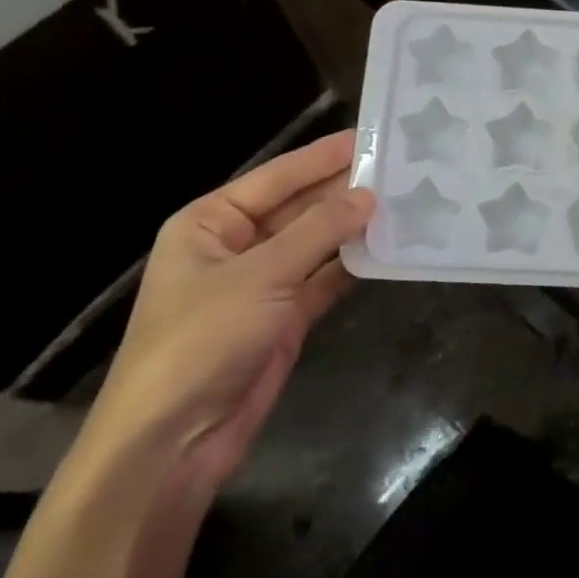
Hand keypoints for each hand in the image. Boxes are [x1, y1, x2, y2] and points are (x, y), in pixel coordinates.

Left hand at [78, 129, 372, 500]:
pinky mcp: (284, 317)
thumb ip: (319, 230)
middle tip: (400, 167)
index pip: (278, 177)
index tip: (372, 135)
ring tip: (405, 200)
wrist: (172, 442)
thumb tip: (369, 195)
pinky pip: (324, 279)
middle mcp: (236, 246)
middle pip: (299, 207)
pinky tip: (389, 247)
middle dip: (344, 190)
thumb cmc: (202, 340)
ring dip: (354, 227)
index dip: (324, 156)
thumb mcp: (261, 275)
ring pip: (316, 243)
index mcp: (211, 222)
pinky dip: (353, 264)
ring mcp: (262, 283)